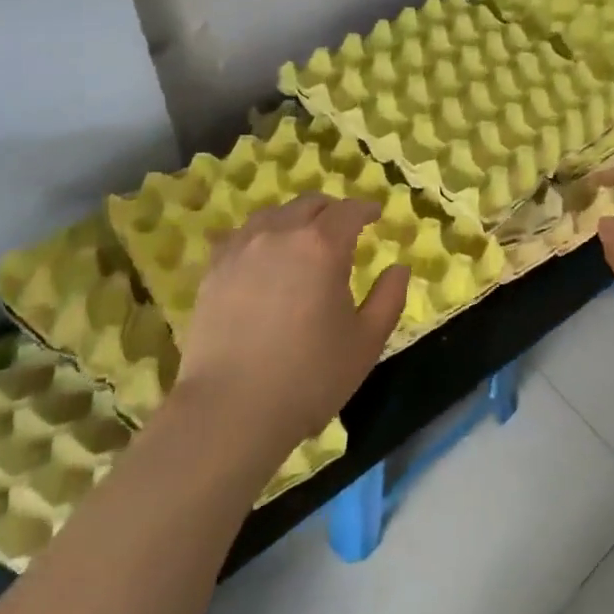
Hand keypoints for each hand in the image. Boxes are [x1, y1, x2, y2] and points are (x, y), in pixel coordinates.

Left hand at [175, 195, 408, 459]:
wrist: (229, 410)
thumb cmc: (309, 377)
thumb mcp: (366, 343)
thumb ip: (389, 298)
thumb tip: (400, 267)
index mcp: (322, 246)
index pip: (349, 210)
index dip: (366, 208)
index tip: (376, 213)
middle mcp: (281, 233)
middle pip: (309, 204)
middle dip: (332, 210)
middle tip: (344, 227)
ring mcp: (242, 248)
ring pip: (274, 214)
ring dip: (296, 218)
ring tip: (303, 238)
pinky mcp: (214, 269)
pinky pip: (242, 235)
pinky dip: (262, 235)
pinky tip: (264, 254)